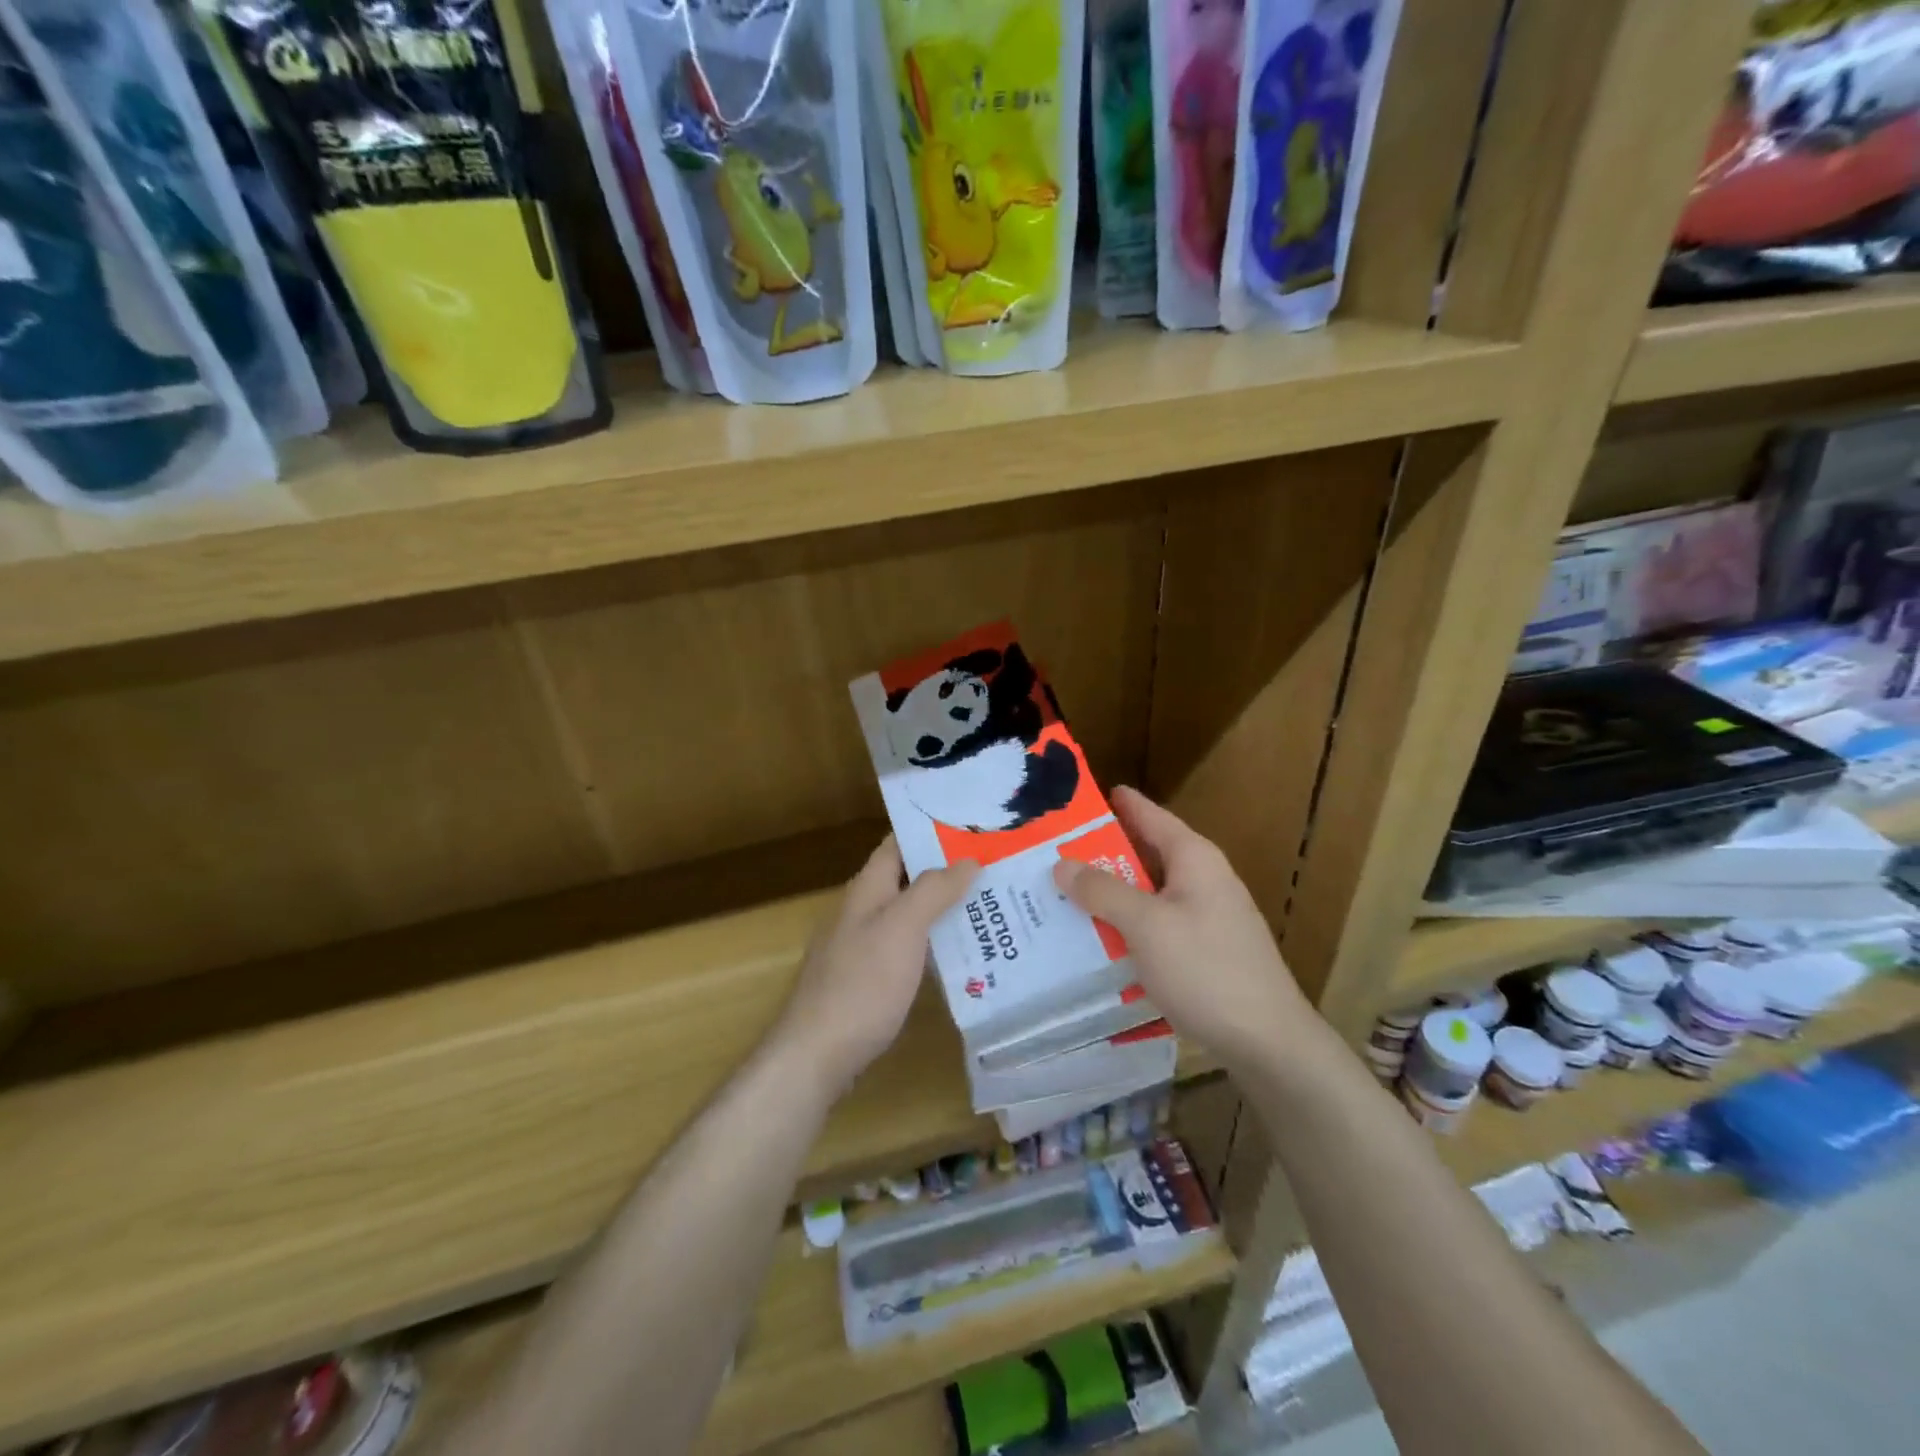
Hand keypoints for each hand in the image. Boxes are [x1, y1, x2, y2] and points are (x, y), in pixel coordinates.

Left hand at [775, 837, 977, 1097]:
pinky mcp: (869, 981)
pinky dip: (935, 944)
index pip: (897, 844)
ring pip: (910, 916)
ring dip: (944, 908)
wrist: (817, 1054)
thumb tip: (968, 860)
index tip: (973, 826)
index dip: (930, 831)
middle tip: (996, 867)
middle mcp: (862, 912)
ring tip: (992, 906)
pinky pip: (908, 949)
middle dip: (947, 871)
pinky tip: (964, 955)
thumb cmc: (862, 983)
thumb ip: (933, 890)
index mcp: (866, 889)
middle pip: (907, 879)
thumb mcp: (902, 927)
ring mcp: (863, 948)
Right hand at [1052, 787, 1315, 1073]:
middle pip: (1144, 853)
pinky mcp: (1203, 949)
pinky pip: (1155, 923)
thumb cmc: (1206, 970)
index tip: (1072, 797)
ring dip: (1110, 892)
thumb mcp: (1146, 925)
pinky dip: (1126, 923)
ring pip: (1147, 891)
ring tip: (1061, 893)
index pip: (1148, 814)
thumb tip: (1062, 863)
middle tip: (1050, 852)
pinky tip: (1096, 937)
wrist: (1268, 1041)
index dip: (1113, 802)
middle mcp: (1202, 878)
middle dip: (1100, 852)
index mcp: (1193, 858)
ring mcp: (1205, 915)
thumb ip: (1103, 891)